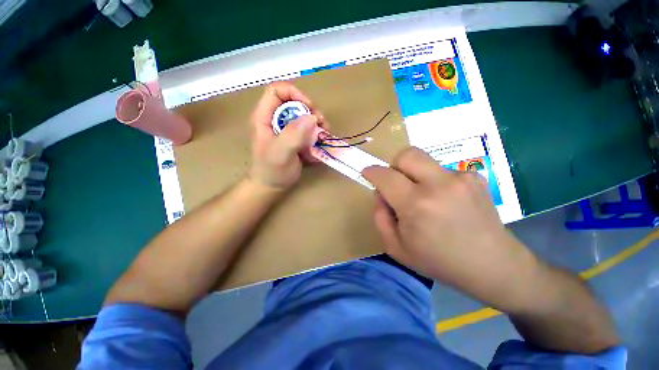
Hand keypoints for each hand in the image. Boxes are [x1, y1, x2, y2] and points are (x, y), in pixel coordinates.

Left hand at [249, 82, 326, 189]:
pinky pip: (308, 128)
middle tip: (321, 125)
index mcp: (265, 117)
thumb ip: (293, 135)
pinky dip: (317, 133)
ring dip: (317, 123)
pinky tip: (321, 143)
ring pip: (304, 115)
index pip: (277, 91)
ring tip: (324, 135)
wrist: (272, 186)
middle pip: (295, 102)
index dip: (295, 94)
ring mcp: (286, 129)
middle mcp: (275, 119)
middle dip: (311, 111)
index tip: (310, 109)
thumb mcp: (280, 153)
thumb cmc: (272, 170)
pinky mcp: (295, 137)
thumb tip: (312, 117)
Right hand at [362, 147, 539, 311]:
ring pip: (424, 161)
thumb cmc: (439, 261)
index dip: (372, 172)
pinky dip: (435, 181)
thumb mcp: (396, 248)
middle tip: (396, 182)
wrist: (493, 265)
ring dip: (415, 175)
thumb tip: (381, 193)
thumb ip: (380, 216)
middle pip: (407, 154)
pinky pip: (442, 170)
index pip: (385, 175)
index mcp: (416, 205)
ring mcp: (460, 177)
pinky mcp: (475, 176)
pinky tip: (446, 201)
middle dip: (394, 164)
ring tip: (425, 198)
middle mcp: (439, 184)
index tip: (367, 173)